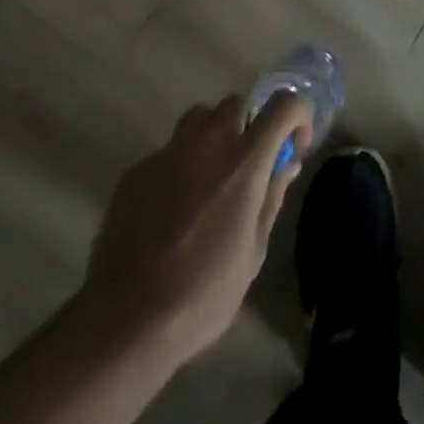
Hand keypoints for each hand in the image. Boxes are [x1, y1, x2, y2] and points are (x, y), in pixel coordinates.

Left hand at [79, 92, 311, 365]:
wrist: (125, 320)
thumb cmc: (203, 293)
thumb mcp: (254, 251)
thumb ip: (271, 197)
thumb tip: (286, 163)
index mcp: (245, 161)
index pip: (284, 104)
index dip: (298, 116)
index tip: (293, 147)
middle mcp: (208, 142)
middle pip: (237, 104)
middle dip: (249, 125)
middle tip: (247, 165)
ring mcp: (168, 153)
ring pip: (198, 118)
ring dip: (212, 135)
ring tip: (209, 178)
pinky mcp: (136, 171)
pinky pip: (168, 152)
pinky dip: (179, 166)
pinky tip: (171, 210)